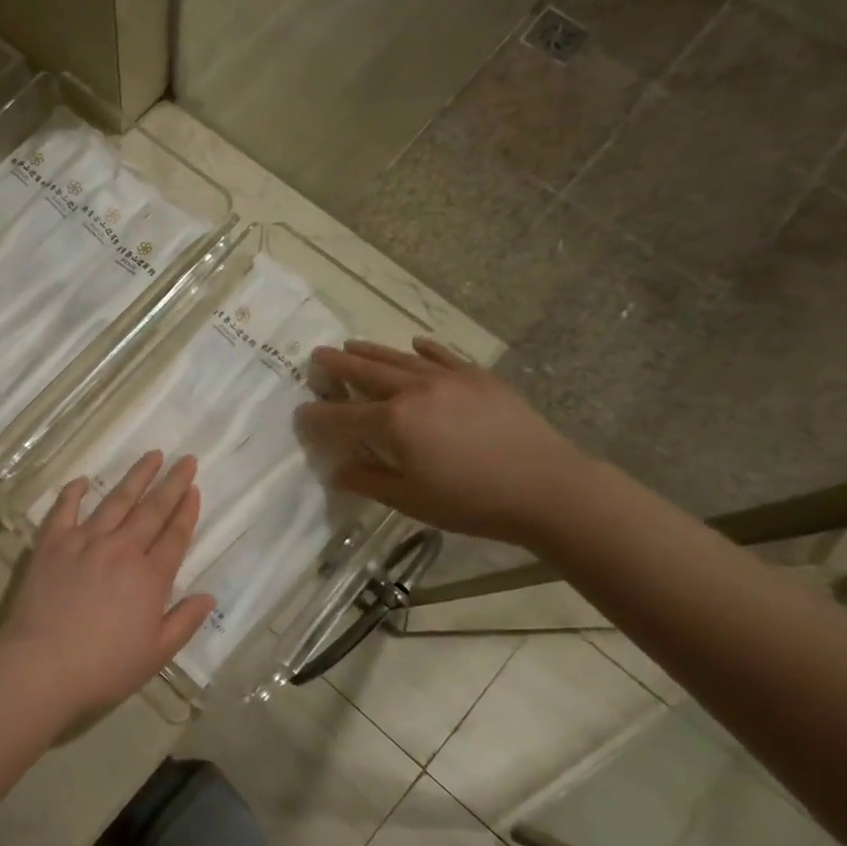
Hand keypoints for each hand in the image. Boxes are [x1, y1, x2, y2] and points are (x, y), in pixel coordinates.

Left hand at [0, 452, 215, 724]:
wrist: (40, 666)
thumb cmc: (102, 668)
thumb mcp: (155, 655)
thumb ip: (184, 622)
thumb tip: (208, 596)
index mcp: (150, 577)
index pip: (175, 536)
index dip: (187, 511)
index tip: (194, 489)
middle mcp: (121, 550)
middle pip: (152, 509)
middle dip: (171, 483)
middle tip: (186, 459)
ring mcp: (84, 542)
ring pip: (116, 501)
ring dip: (136, 477)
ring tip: (151, 455)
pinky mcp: (52, 544)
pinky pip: (65, 509)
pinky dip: (73, 492)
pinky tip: (83, 480)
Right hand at [294, 337, 598, 546]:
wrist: (547, 487)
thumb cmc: (471, 502)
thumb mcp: (411, 500)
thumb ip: (368, 481)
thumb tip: (335, 470)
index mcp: (393, 422)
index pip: (341, 416)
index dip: (316, 416)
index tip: (299, 413)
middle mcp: (414, 390)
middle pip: (365, 372)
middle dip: (337, 365)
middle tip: (317, 356)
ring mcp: (448, 378)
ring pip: (399, 358)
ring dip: (371, 351)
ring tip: (350, 344)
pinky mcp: (478, 377)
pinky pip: (443, 355)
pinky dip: (424, 349)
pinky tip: (414, 343)